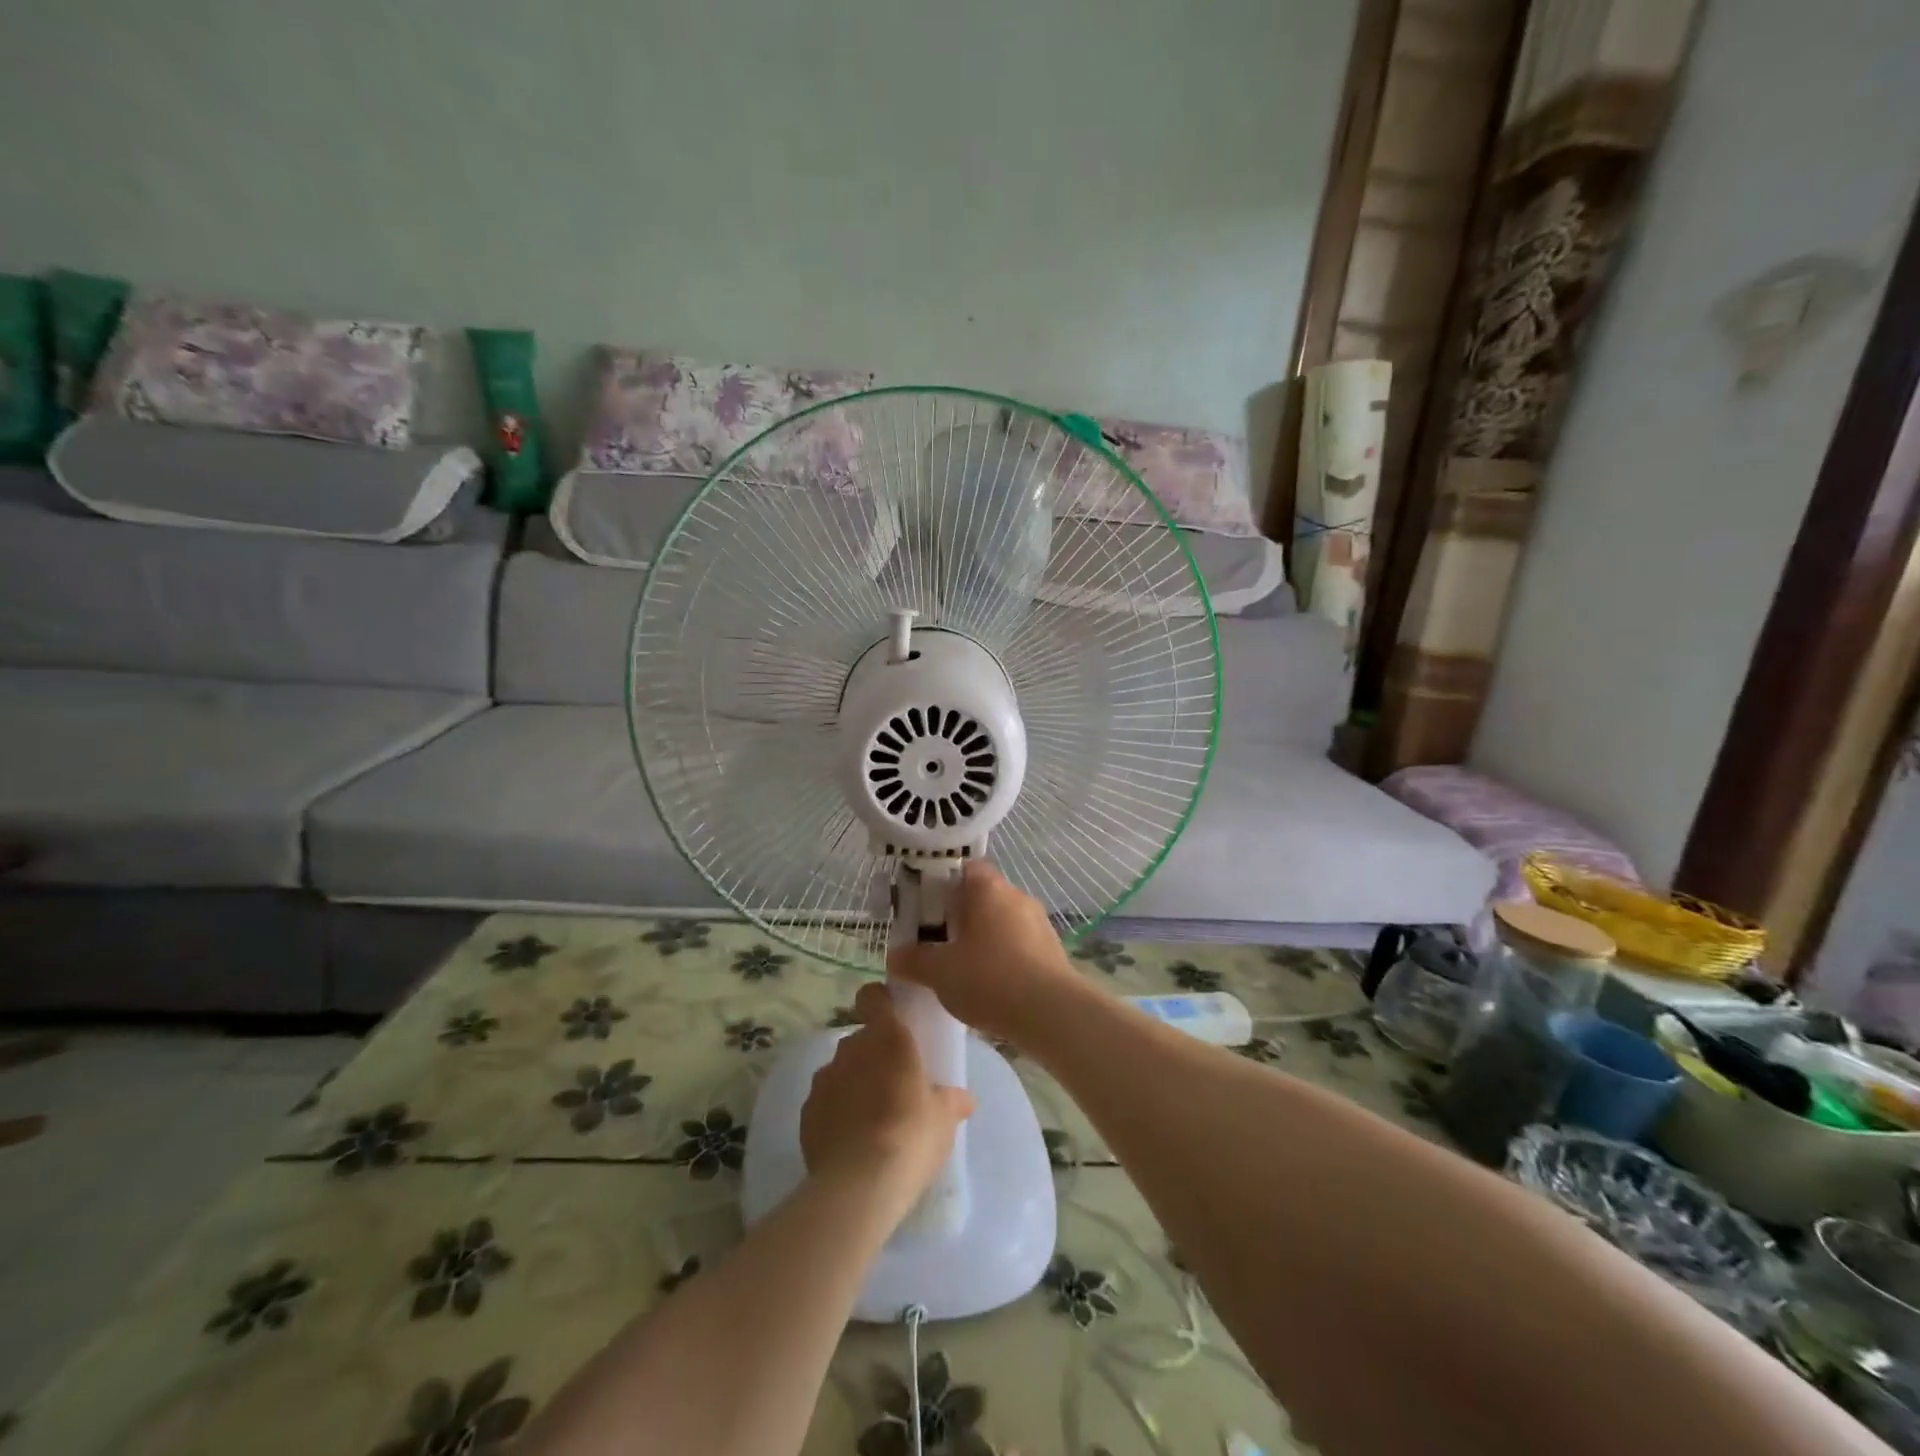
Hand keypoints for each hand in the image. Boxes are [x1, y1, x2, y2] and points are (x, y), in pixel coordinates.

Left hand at [801, 983, 973, 1219]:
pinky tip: (851, 1140)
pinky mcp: (806, 1112)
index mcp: (887, 1036)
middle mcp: (850, 1048)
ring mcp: (823, 1079)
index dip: (880, 1001)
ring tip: (871, 1117)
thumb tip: (965, 1098)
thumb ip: (952, 1099)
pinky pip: (824, 1102)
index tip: (892, 1017)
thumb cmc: (911, 1134)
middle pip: (860, 1039)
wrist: (859, 1184)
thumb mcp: (944, 1117)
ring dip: (853, 1084)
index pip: (873, 996)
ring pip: (840, 1070)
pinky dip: (835, 1112)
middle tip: (894, 1083)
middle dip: (873, 1055)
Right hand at [887, 860, 1087, 1049]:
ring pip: (1001, 922)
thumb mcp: (939, 971)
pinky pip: (1018, 944)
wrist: (1051, 1013)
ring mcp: (1038, 922)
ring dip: (981, 938)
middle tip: (936, 942)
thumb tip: (895, 956)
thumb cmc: (989, 978)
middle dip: (959, 916)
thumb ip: (913, 960)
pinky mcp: (1052, 949)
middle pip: (981, 896)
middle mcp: (1016, 895)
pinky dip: (1002, 957)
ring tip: (961, 968)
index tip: (925, 909)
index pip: (963, 868)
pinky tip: (990, 985)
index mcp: (988, 888)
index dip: (941, 884)